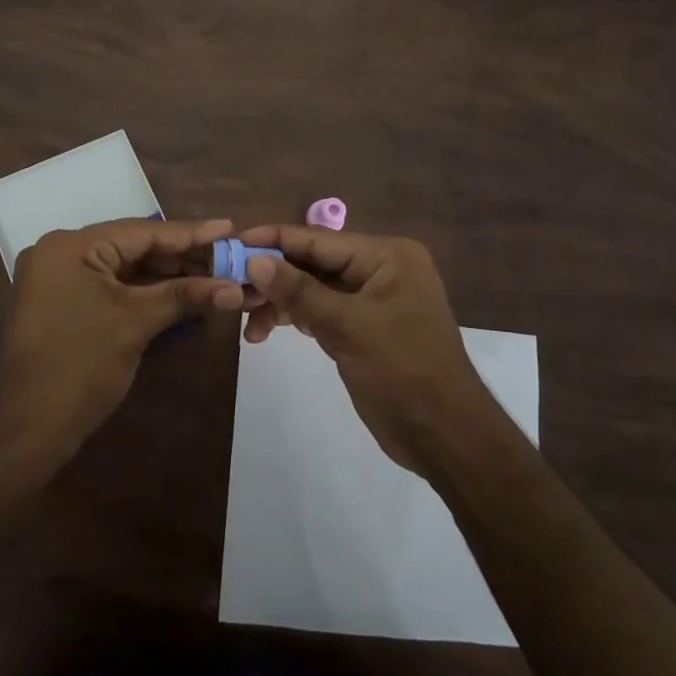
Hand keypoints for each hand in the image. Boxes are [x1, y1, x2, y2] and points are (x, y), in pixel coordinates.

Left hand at [0, 218, 245, 458]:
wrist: (28, 428)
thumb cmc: (81, 366)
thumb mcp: (136, 323)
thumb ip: (185, 296)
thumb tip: (236, 288)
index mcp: (71, 246)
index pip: (141, 231)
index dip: (189, 233)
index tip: (229, 228)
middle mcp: (60, 252)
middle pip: (131, 246)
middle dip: (180, 256)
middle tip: (227, 257)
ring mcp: (57, 278)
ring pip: (122, 267)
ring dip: (163, 274)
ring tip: (212, 274)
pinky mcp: (60, 302)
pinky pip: (108, 285)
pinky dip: (141, 290)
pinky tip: (178, 292)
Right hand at [237, 225, 496, 477]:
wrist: (444, 436)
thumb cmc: (403, 369)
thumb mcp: (348, 326)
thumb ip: (299, 291)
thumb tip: (254, 261)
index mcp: (386, 256)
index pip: (319, 240)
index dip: (275, 239)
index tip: (233, 241)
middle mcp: (378, 270)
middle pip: (313, 263)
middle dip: (273, 276)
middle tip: (230, 286)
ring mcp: (370, 300)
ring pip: (312, 290)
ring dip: (279, 303)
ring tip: (246, 321)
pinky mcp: (361, 328)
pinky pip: (320, 312)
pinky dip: (294, 319)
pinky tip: (265, 332)